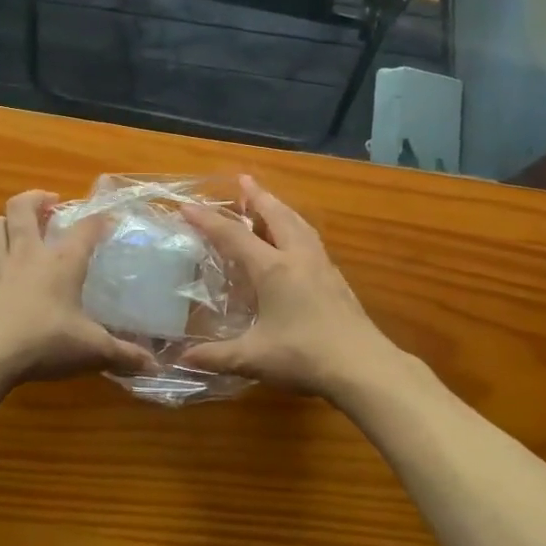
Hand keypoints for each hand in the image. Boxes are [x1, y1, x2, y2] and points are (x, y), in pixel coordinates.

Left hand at [0, 190, 154, 384]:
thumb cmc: (46, 342)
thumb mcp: (92, 350)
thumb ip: (123, 355)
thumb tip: (154, 366)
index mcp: (63, 261)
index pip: (86, 227)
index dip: (99, 220)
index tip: (109, 220)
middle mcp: (28, 255)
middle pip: (22, 207)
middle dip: (35, 198)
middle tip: (48, 204)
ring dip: (3, 223)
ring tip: (16, 229)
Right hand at [182, 177, 414, 402]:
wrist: (364, 366)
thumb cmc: (304, 356)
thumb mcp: (253, 358)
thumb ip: (216, 356)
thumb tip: (181, 358)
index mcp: (273, 269)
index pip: (234, 236)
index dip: (208, 220)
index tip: (186, 206)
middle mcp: (297, 256)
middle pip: (275, 214)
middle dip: (256, 196)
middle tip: (242, 180)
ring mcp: (321, 265)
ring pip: (298, 223)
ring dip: (279, 207)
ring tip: (268, 201)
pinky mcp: (336, 278)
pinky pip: (310, 238)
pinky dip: (295, 225)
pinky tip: (295, 237)